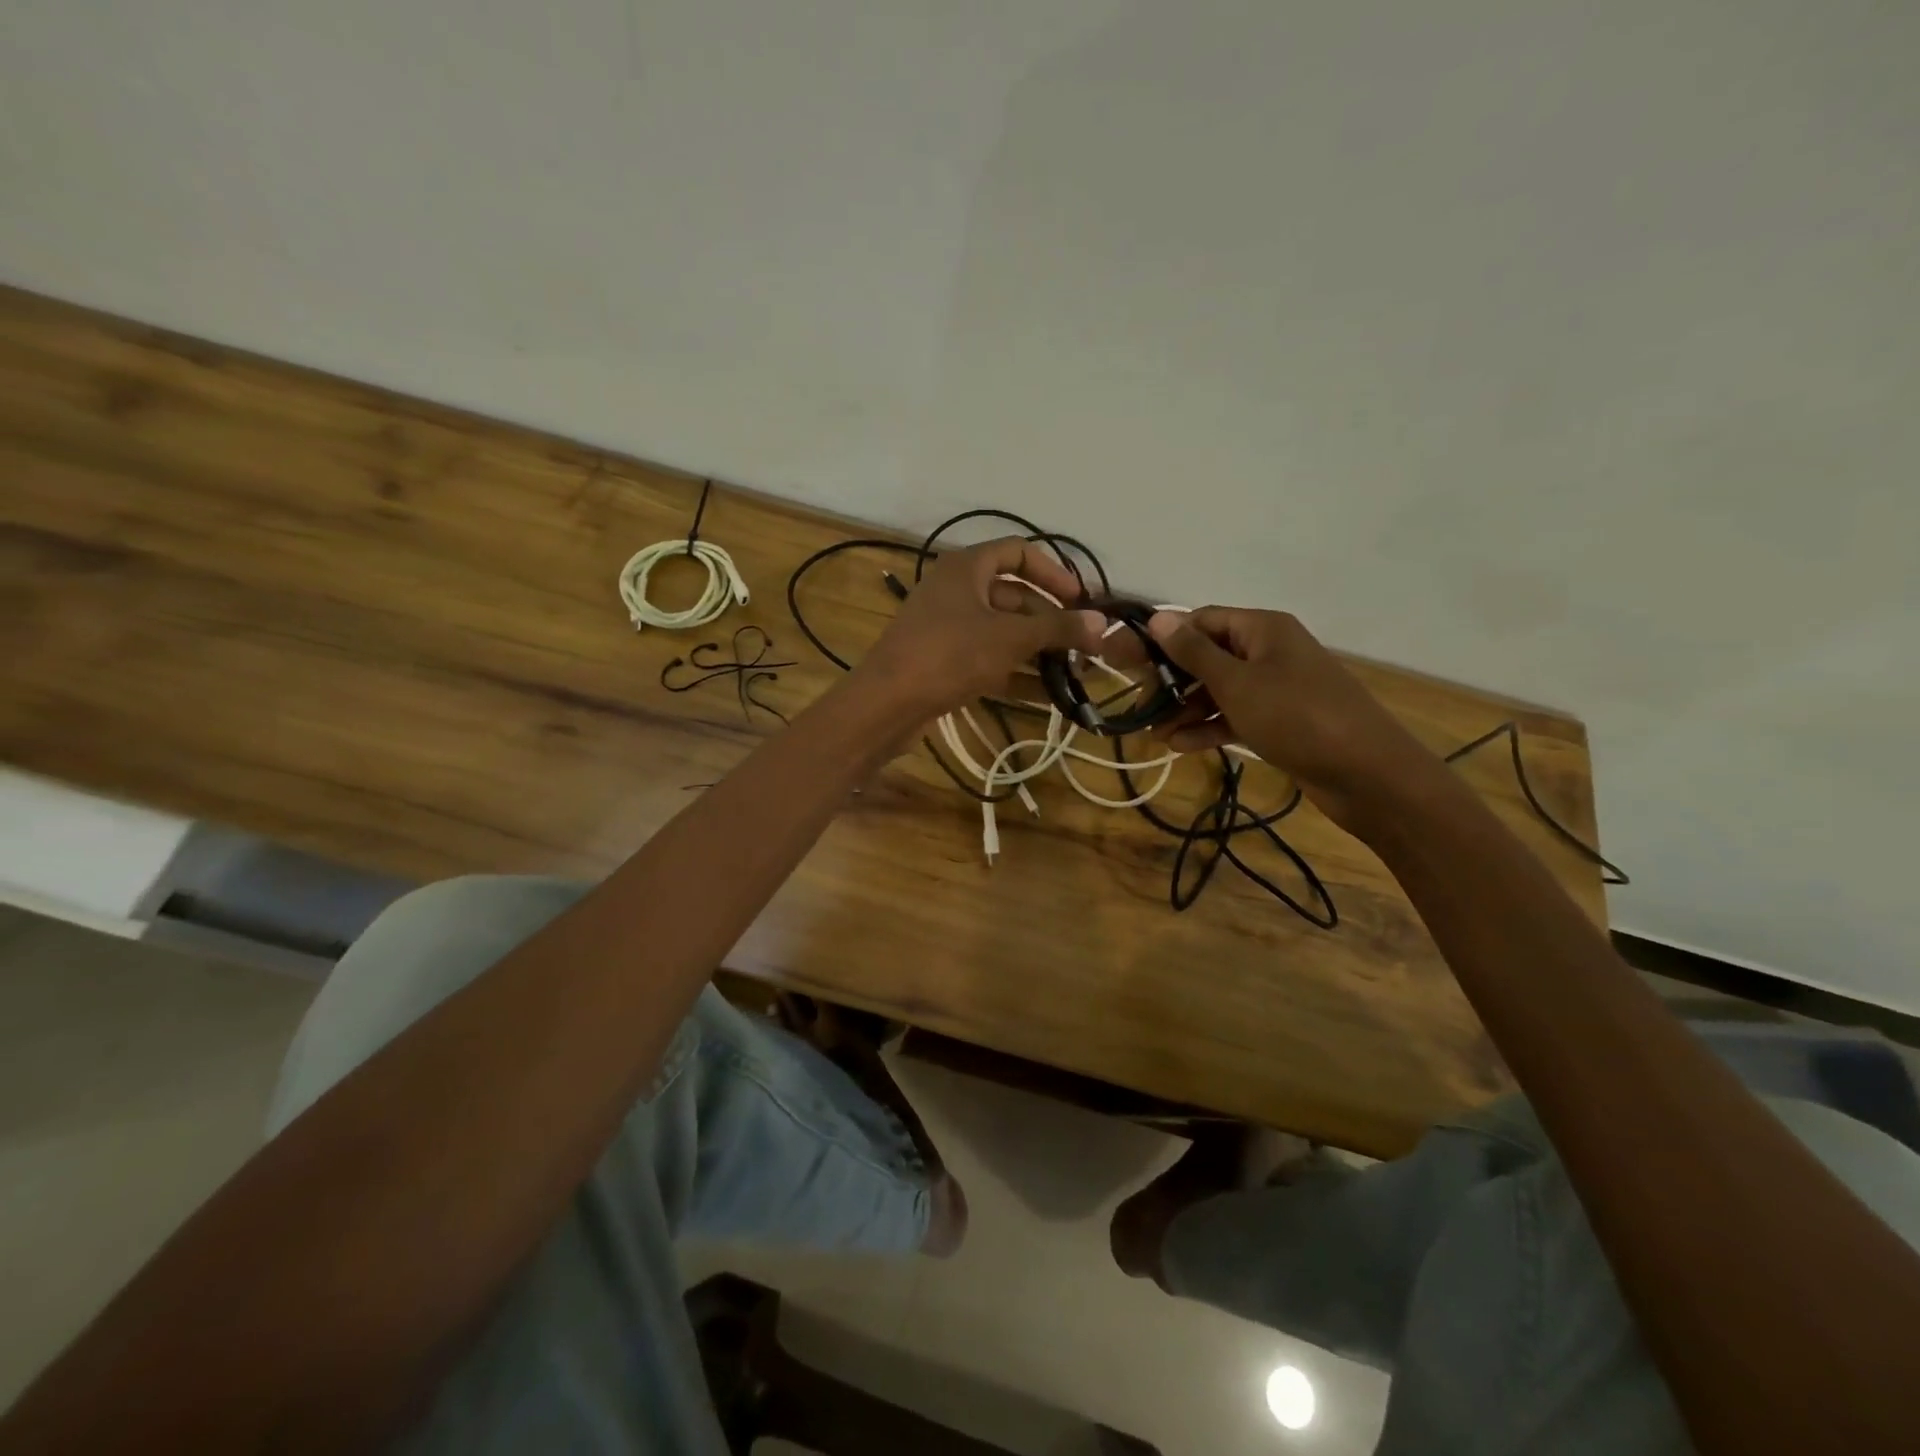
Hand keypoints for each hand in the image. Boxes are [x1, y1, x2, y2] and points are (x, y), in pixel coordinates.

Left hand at [856, 538, 1104, 718]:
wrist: (887, 704)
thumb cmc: (949, 655)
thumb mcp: (1010, 638)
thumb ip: (1057, 627)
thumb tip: (1102, 623)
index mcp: (966, 568)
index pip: (1018, 552)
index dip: (1054, 572)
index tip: (1081, 600)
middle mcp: (956, 591)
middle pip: (1014, 597)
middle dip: (1051, 621)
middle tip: (1086, 646)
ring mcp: (948, 629)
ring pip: (1003, 632)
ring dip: (1038, 651)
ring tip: (1076, 673)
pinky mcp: (944, 663)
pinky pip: (989, 660)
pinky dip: (1017, 673)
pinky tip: (1048, 696)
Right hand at [1145, 607, 1442, 829]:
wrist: (1367, 774)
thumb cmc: (1296, 716)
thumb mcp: (1237, 682)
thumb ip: (1194, 652)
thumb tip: (1158, 617)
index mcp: (1262, 629)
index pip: (1202, 620)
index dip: (1166, 639)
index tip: (1132, 663)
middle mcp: (1269, 651)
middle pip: (1208, 656)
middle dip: (1172, 680)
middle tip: (1140, 705)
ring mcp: (1276, 688)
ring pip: (1219, 690)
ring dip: (1186, 709)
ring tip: (1154, 734)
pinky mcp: (1280, 721)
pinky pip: (1235, 715)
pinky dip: (1209, 727)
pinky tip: (1180, 746)